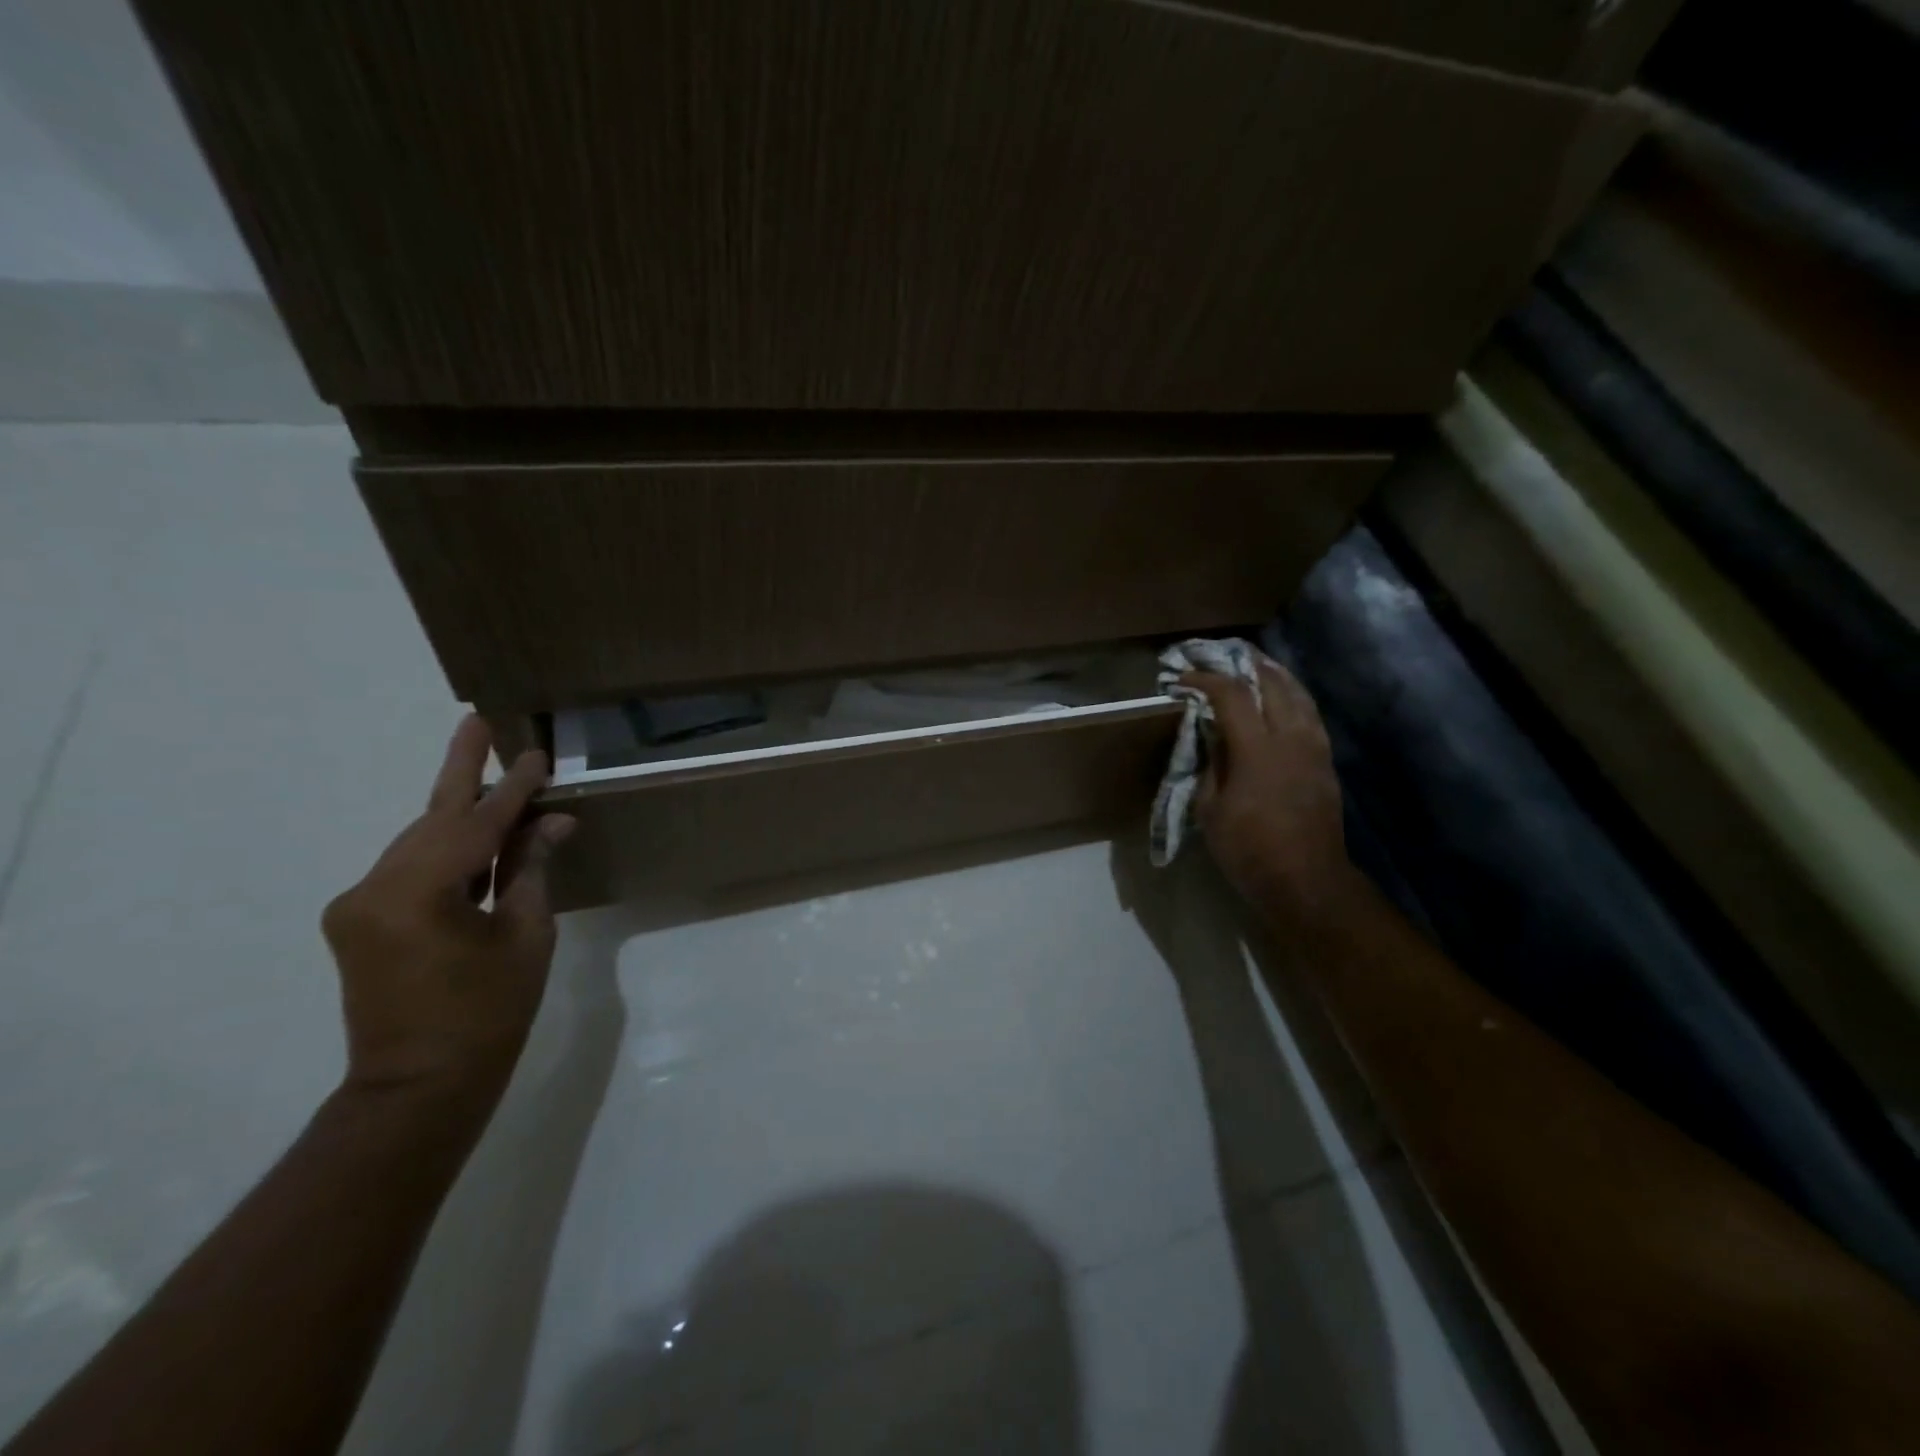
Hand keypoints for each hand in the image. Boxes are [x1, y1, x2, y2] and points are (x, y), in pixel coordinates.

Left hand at [321, 716, 576, 1108]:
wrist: (419, 1087)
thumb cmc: (488, 1013)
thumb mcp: (524, 935)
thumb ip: (531, 870)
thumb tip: (552, 824)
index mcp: (416, 892)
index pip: (475, 824)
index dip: (514, 789)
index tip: (538, 753)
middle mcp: (373, 888)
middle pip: (433, 819)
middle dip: (463, 773)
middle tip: (479, 722)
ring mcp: (359, 905)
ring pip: (420, 840)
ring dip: (460, 814)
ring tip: (494, 777)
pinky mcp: (360, 921)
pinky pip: (411, 867)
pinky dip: (448, 848)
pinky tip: (478, 835)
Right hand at [1183, 657, 1355, 922]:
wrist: (1305, 881)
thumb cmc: (1248, 849)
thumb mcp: (1210, 809)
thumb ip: (1210, 765)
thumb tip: (1213, 739)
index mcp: (1257, 750)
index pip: (1231, 696)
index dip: (1205, 680)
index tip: (1183, 678)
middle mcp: (1291, 738)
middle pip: (1272, 683)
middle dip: (1245, 664)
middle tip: (1222, 655)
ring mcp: (1314, 748)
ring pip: (1298, 695)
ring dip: (1275, 675)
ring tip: (1255, 665)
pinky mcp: (1325, 762)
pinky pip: (1309, 714)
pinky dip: (1292, 697)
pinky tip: (1281, 699)